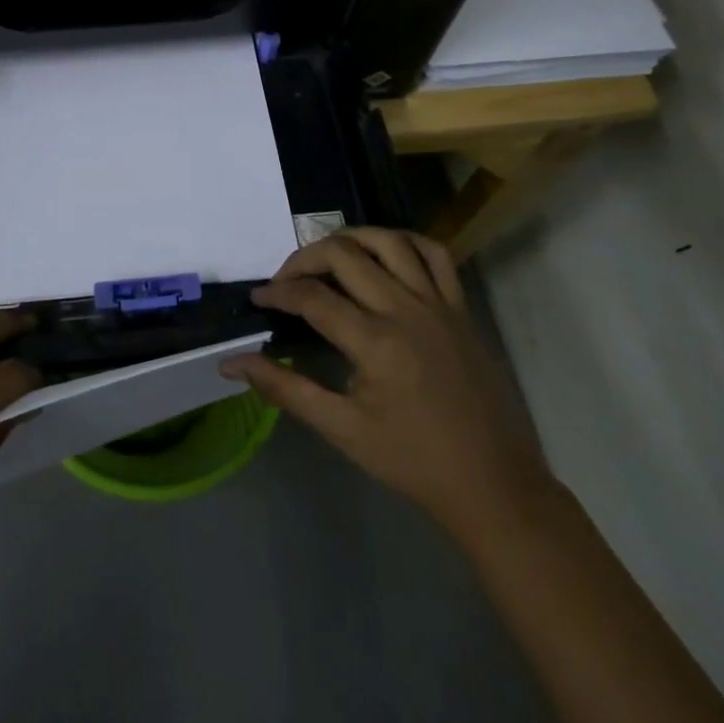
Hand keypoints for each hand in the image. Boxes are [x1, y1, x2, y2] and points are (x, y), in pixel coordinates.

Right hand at [221, 227, 552, 542]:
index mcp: (375, 342)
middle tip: (287, 280)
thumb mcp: (341, 429)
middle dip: (304, 258)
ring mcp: (438, 304)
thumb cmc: (411, 461)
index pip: (312, 297)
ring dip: (350, 238)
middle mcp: (405, 310)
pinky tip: (385, 251)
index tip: (258, 298)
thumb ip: (285, 390)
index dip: (277, 292)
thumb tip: (231, 364)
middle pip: (344, 255)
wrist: (492, 484)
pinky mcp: (460, 308)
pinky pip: (435, 254)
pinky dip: (406, 241)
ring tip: (328, 255)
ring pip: (388, 241)